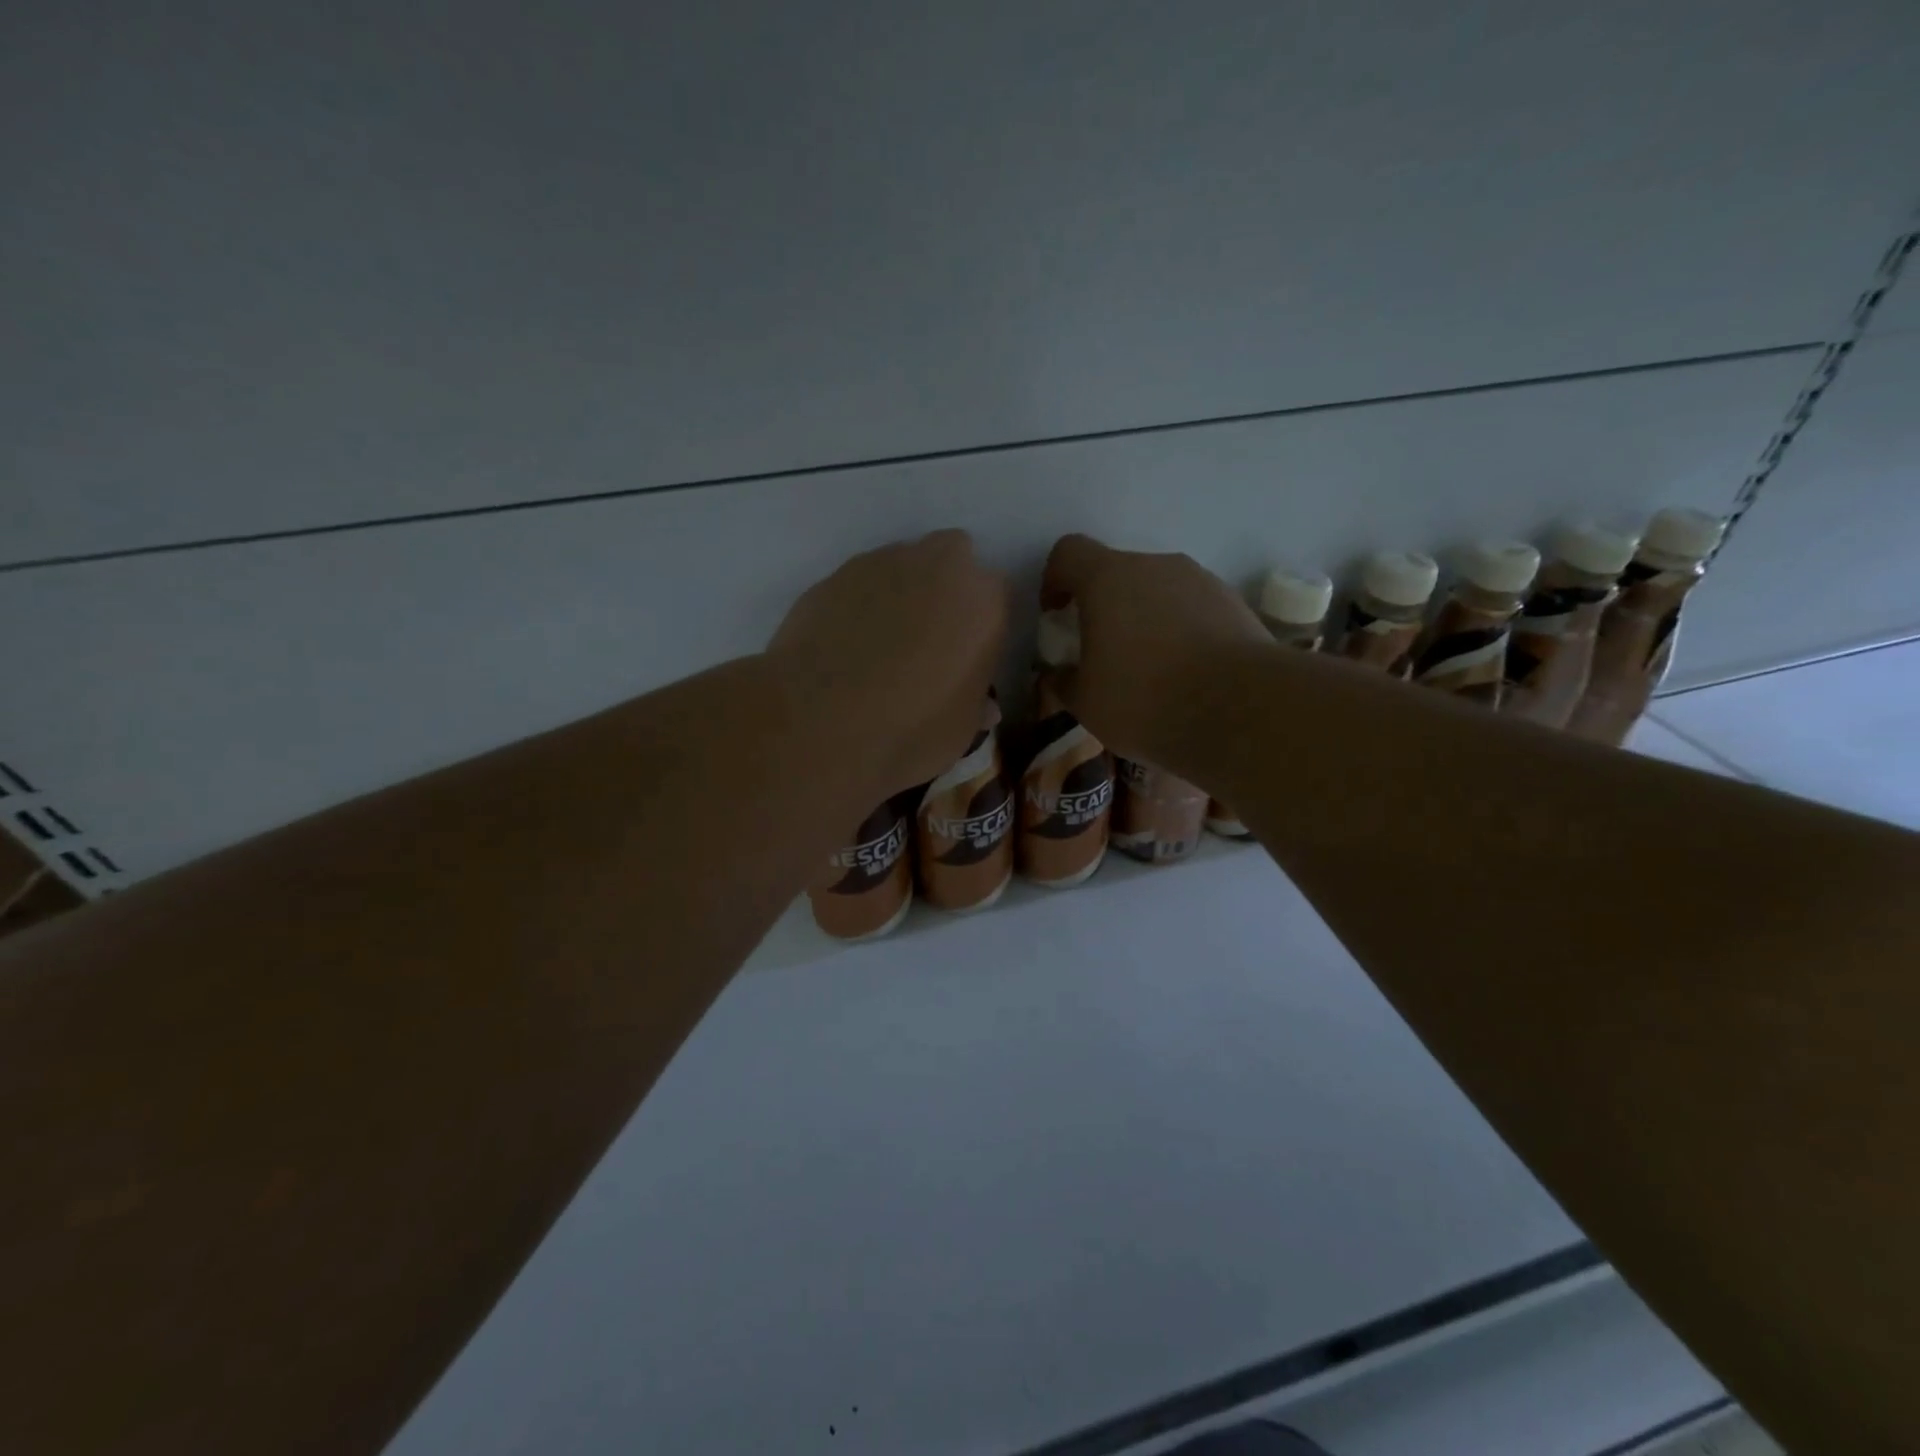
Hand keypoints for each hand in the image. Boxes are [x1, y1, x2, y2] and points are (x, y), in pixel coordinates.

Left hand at [769, 530, 1009, 795]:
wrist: (821, 725)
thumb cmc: (912, 730)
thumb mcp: (961, 730)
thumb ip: (975, 703)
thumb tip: (983, 706)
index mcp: (983, 600)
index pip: (996, 595)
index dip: (980, 624)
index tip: (967, 653)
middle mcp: (937, 566)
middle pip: (951, 557)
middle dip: (944, 587)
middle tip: (929, 636)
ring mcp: (879, 564)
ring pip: (901, 565)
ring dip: (900, 592)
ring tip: (880, 645)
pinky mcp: (831, 576)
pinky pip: (857, 585)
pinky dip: (857, 606)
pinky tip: (843, 646)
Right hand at [1041, 533, 1271, 766]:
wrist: (1242, 710)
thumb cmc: (1145, 699)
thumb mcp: (1086, 703)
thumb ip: (1064, 681)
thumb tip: (1060, 673)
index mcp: (1108, 579)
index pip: (1069, 552)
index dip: (1054, 578)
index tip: (1056, 614)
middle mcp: (1156, 566)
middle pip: (1117, 572)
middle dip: (1102, 605)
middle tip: (1101, 650)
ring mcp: (1201, 581)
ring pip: (1158, 590)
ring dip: (1144, 618)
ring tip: (1148, 668)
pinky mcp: (1234, 604)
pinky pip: (1192, 609)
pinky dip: (1180, 630)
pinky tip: (1185, 674)